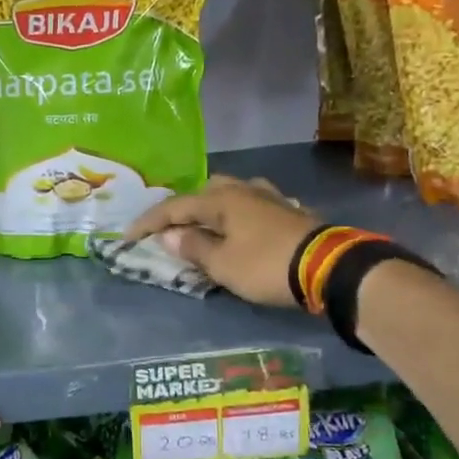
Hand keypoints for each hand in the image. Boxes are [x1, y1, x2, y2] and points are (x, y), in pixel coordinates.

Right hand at [125, 175, 321, 308]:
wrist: (330, 268)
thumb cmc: (266, 265)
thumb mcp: (222, 264)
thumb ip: (193, 247)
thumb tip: (168, 234)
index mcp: (222, 200)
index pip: (175, 207)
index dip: (149, 222)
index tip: (128, 237)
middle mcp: (244, 190)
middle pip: (205, 191)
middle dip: (184, 208)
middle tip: (170, 228)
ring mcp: (271, 198)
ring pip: (232, 195)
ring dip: (213, 209)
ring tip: (205, 226)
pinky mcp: (290, 212)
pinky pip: (253, 207)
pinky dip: (238, 216)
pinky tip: (242, 228)